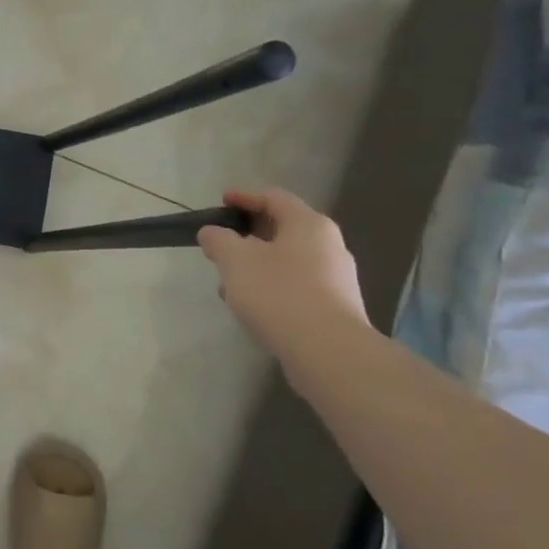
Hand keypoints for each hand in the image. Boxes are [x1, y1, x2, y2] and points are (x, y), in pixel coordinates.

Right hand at [197, 188, 366, 356]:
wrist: (328, 351)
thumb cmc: (279, 293)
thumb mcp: (235, 260)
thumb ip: (218, 240)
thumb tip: (212, 232)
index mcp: (308, 224)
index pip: (274, 198)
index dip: (245, 197)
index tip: (221, 202)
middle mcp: (329, 245)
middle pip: (283, 229)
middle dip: (248, 236)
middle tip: (222, 245)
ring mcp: (336, 278)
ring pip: (288, 260)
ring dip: (257, 265)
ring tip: (229, 282)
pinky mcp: (335, 307)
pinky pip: (297, 286)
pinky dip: (271, 287)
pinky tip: (252, 305)